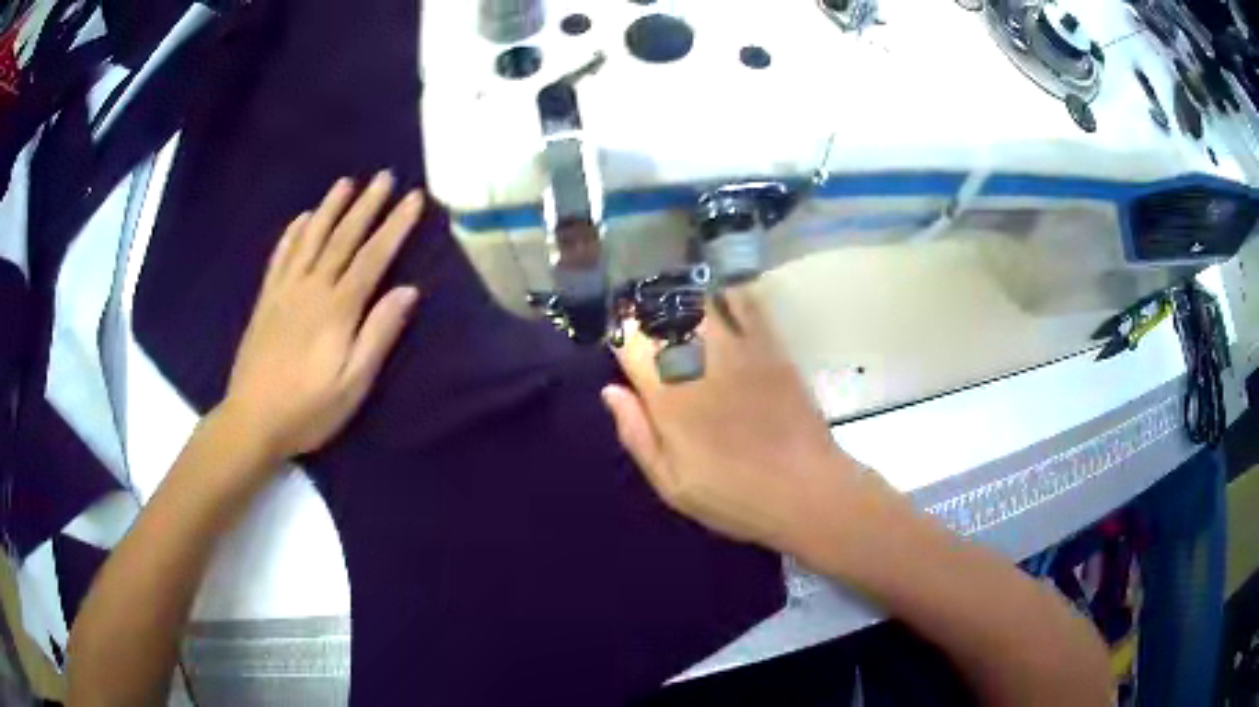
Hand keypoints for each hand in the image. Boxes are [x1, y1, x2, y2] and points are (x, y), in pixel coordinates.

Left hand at [222, 172, 422, 461]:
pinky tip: (301, 218)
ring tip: (345, 183)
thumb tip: (408, 291)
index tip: (413, 198)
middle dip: (366, 206)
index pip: (372, 257)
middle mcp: (311, 288)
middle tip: (384, 177)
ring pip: (310, 239)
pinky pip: (281, 256)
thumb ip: (378, 334)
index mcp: (337, 309)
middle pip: (342, 238)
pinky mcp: (266, 300)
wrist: (252, 420)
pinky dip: (293, 233)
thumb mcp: (353, 384)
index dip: (395, 226)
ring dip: (329, 208)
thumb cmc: (308, 409)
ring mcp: (285, 291)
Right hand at [602, 288, 869, 556]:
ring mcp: (739, 347)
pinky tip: (718, 295)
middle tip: (645, 326)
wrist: (806, 489)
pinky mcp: (771, 345)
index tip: (621, 346)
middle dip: (647, 314)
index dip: (621, 337)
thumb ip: (637, 434)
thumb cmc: (733, 495)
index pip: (631, 342)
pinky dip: (726, 293)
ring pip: (699, 301)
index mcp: (669, 395)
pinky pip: (744, 303)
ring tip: (675, 308)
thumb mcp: (671, 483)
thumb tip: (611, 390)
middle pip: (662, 314)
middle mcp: (699, 360)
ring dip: (681, 300)